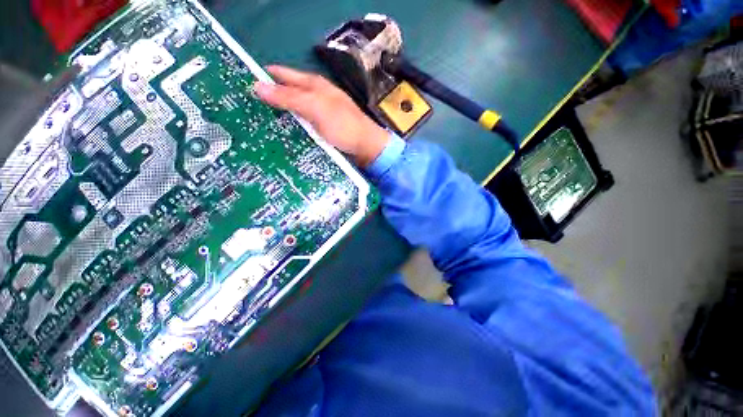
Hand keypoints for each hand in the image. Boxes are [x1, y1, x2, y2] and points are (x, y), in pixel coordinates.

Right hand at [253, 65, 389, 166]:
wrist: (366, 147)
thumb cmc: (344, 126)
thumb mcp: (316, 108)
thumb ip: (289, 97)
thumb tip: (256, 85)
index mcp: (313, 85)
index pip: (281, 75)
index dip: (262, 77)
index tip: (240, 86)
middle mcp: (315, 96)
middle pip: (286, 93)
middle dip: (267, 99)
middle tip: (244, 112)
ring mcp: (319, 114)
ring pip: (293, 111)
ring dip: (278, 116)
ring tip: (256, 126)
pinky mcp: (322, 130)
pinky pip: (302, 125)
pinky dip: (291, 128)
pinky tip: (280, 136)